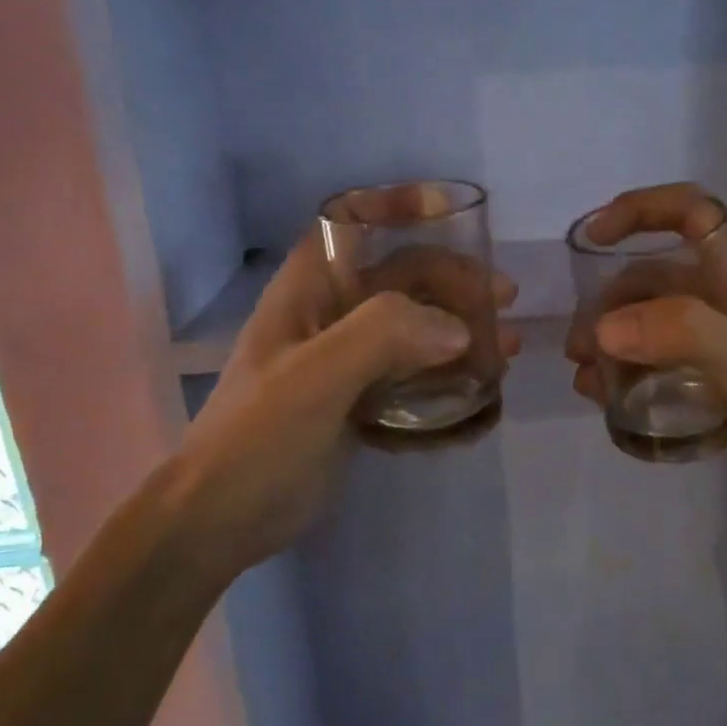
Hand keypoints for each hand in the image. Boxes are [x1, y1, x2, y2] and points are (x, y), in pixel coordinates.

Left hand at [168, 235, 519, 572]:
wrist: (221, 518)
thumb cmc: (259, 436)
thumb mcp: (315, 377)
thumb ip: (383, 336)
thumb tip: (461, 328)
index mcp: (308, 289)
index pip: (353, 223)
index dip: (398, 206)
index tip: (452, 213)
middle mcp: (328, 314)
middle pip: (399, 277)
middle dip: (453, 281)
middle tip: (504, 301)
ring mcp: (343, 360)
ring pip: (412, 327)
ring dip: (459, 331)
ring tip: (506, 347)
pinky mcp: (357, 400)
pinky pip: (411, 374)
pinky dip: (446, 375)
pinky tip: (478, 388)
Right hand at [564, 184, 726, 512]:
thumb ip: (679, 334)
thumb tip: (602, 329)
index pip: (689, 210)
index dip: (639, 210)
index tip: (592, 238)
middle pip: (660, 276)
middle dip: (613, 304)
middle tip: (579, 350)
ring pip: (660, 320)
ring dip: (619, 342)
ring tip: (587, 380)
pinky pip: (672, 359)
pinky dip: (639, 372)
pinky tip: (614, 397)